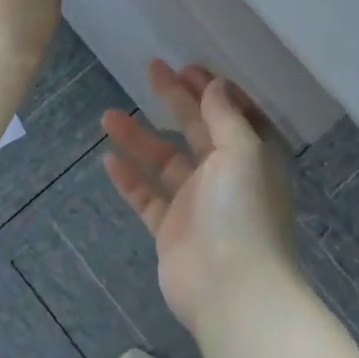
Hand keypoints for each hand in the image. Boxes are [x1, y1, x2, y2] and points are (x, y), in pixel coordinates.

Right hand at [102, 61, 299, 337]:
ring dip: (139, 137)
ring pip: (164, 161)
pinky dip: (130, 179)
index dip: (212, 90)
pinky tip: (108, 159)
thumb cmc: (242, 211)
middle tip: (151, 69)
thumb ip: (225, 116)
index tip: (188, 67)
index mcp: (250, 156)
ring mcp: (196, 204)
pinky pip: (147, 197)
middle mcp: (224, 176)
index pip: (231, 113)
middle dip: (174, 99)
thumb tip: (215, 85)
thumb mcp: (242, 151)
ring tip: (108, 116)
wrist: (231, 290)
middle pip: (195, 129)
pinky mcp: (171, 230)